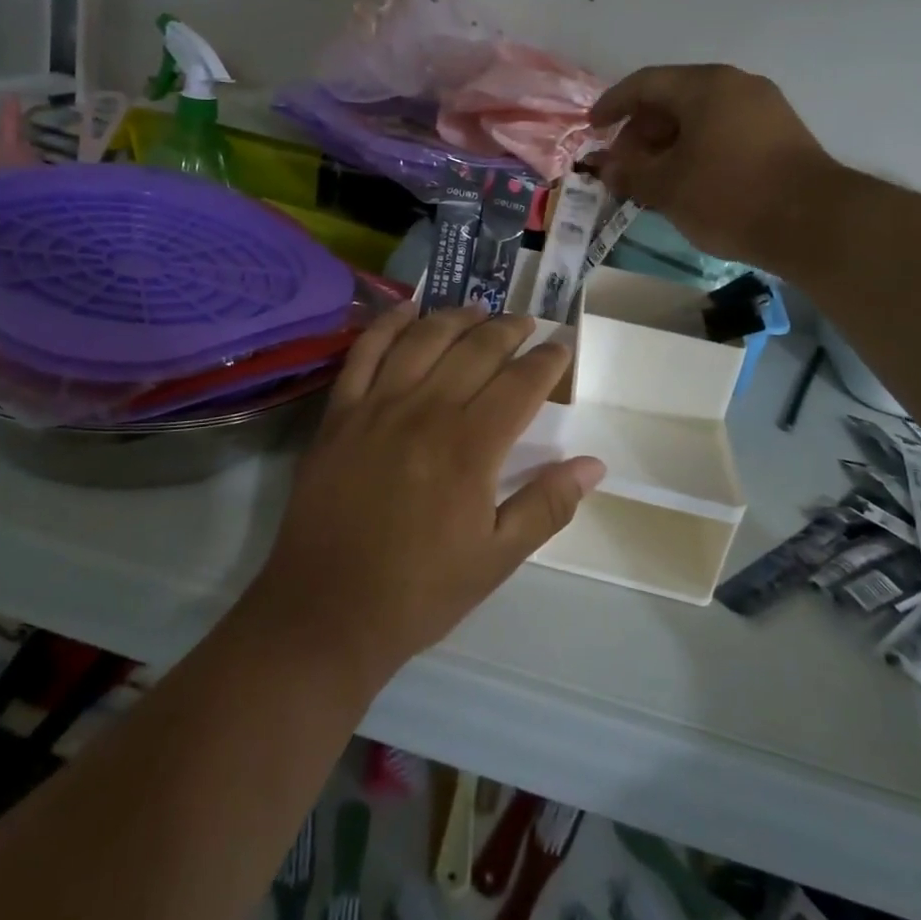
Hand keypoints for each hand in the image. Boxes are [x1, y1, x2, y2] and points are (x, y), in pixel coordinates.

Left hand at [247, 305, 604, 685]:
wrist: (327, 610)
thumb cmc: (420, 591)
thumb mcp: (497, 559)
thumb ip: (547, 506)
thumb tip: (593, 464)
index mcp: (470, 448)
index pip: (520, 383)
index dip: (547, 360)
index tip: (561, 346)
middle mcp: (426, 411)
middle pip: (476, 350)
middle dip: (508, 330)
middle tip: (526, 322)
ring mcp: (378, 406)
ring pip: (424, 339)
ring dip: (457, 318)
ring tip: (479, 309)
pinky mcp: (340, 412)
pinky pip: (365, 351)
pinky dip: (388, 323)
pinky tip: (407, 309)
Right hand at [590, 63, 835, 263]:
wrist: (814, 224)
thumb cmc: (729, 195)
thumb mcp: (667, 187)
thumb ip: (629, 173)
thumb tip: (606, 169)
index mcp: (704, 86)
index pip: (644, 84)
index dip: (612, 104)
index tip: (592, 128)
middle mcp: (736, 85)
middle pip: (673, 99)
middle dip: (640, 132)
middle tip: (623, 165)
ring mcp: (763, 108)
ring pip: (699, 117)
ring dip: (667, 144)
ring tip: (651, 179)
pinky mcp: (780, 135)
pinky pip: (723, 131)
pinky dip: (696, 149)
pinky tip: (687, 182)